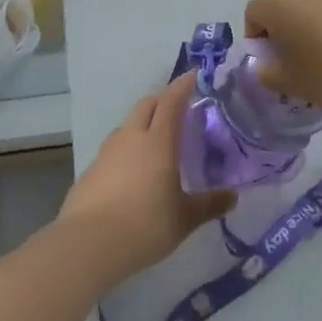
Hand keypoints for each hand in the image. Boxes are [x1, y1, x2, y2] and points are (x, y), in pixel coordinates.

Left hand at [55, 73, 234, 286]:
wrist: (88, 244)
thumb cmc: (145, 225)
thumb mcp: (184, 218)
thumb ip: (209, 205)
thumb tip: (233, 197)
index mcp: (158, 141)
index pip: (171, 101)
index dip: (182, 86)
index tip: (192, 76)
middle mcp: (131, 137)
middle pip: (146, 105)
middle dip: (161, 100)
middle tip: (176, 110)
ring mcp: (107, 152)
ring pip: (127, 126)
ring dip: (142, 125)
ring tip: (155, 144)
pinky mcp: (90, 170)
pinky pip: (113, 150)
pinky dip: (126, 152)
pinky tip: (131, 175)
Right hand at [244, 0, 321, 115]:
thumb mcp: (291, 84)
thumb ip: (269, 75)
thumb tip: (267, 67)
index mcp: (282, 4)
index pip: (254, 12)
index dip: (255, 38)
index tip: (269, 63)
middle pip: (286, 7)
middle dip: (285, 34)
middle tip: (296, 66)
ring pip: (316, 10)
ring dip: (315, 31)